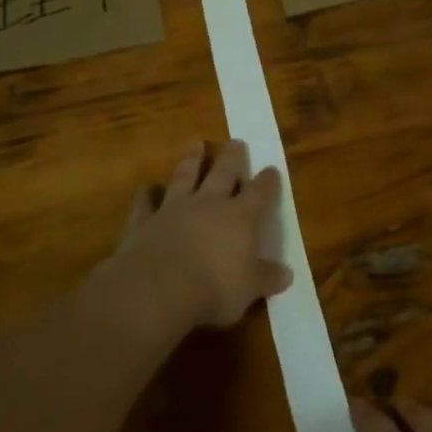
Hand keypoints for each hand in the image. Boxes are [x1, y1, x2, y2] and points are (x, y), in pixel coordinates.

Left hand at [112, 139, 291, 329]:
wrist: (157, 289)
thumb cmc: (214, 288)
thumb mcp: (250, 288)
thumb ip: (267, 278)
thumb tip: (287, 274)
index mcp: (240, 217)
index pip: (260, 192)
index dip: (268, 181)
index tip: (272, 169)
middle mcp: (209, 204)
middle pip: (223, 173)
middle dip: (232, 157)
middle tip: (236, 142)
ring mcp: (174, 209)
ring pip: (184, 177)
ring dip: (191, 160)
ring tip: (196, 144)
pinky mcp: (144, 221)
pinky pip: (146, 202)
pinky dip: (147, 194)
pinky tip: (148, 188)